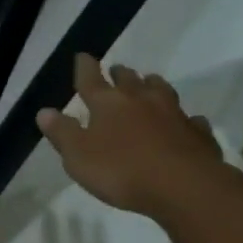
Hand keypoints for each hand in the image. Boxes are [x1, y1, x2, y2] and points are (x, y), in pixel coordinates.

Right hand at [36, 55, 225, 219]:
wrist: (184, 186)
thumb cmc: (122, 171)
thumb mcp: (79, 157)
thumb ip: (62, 133)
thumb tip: (45, 111)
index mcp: (108, 103)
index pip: (91, 79)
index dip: (85, 67)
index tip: (83, 56)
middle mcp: (141, 100)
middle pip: (129, 79)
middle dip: (120, 74)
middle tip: (116, 71)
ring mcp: (174, 113)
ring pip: (161, 90)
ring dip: (152, 86)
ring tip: (148, 84)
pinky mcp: (197, 133)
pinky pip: (190, 120)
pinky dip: (184, 118)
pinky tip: (186, 122)